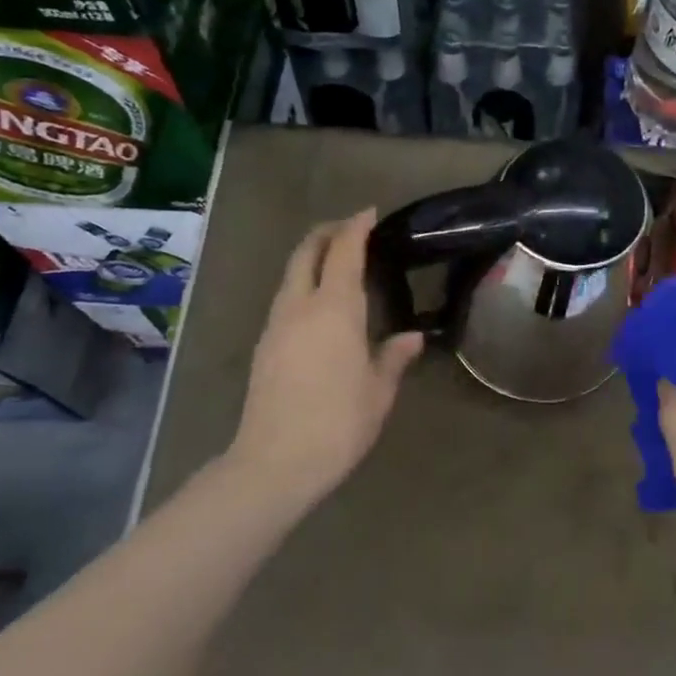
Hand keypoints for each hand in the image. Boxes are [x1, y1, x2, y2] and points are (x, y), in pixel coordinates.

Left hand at [228, 209, 422, 515]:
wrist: (274, 462)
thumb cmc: (338, 422)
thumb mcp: (379, 390)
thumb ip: (394, 357)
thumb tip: (412, 338)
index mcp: (334, 309)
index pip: (344, 252)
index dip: (356, 227)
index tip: (369, 212)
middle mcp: (300, 306)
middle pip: (307, 252)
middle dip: (327, 232)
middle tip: (351, 229)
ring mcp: (276, 325)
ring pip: (291, 275)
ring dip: (312, 258)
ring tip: (338, 263)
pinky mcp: (264, 346)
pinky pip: (285, 298)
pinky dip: (303, 284)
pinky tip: (320, 305)